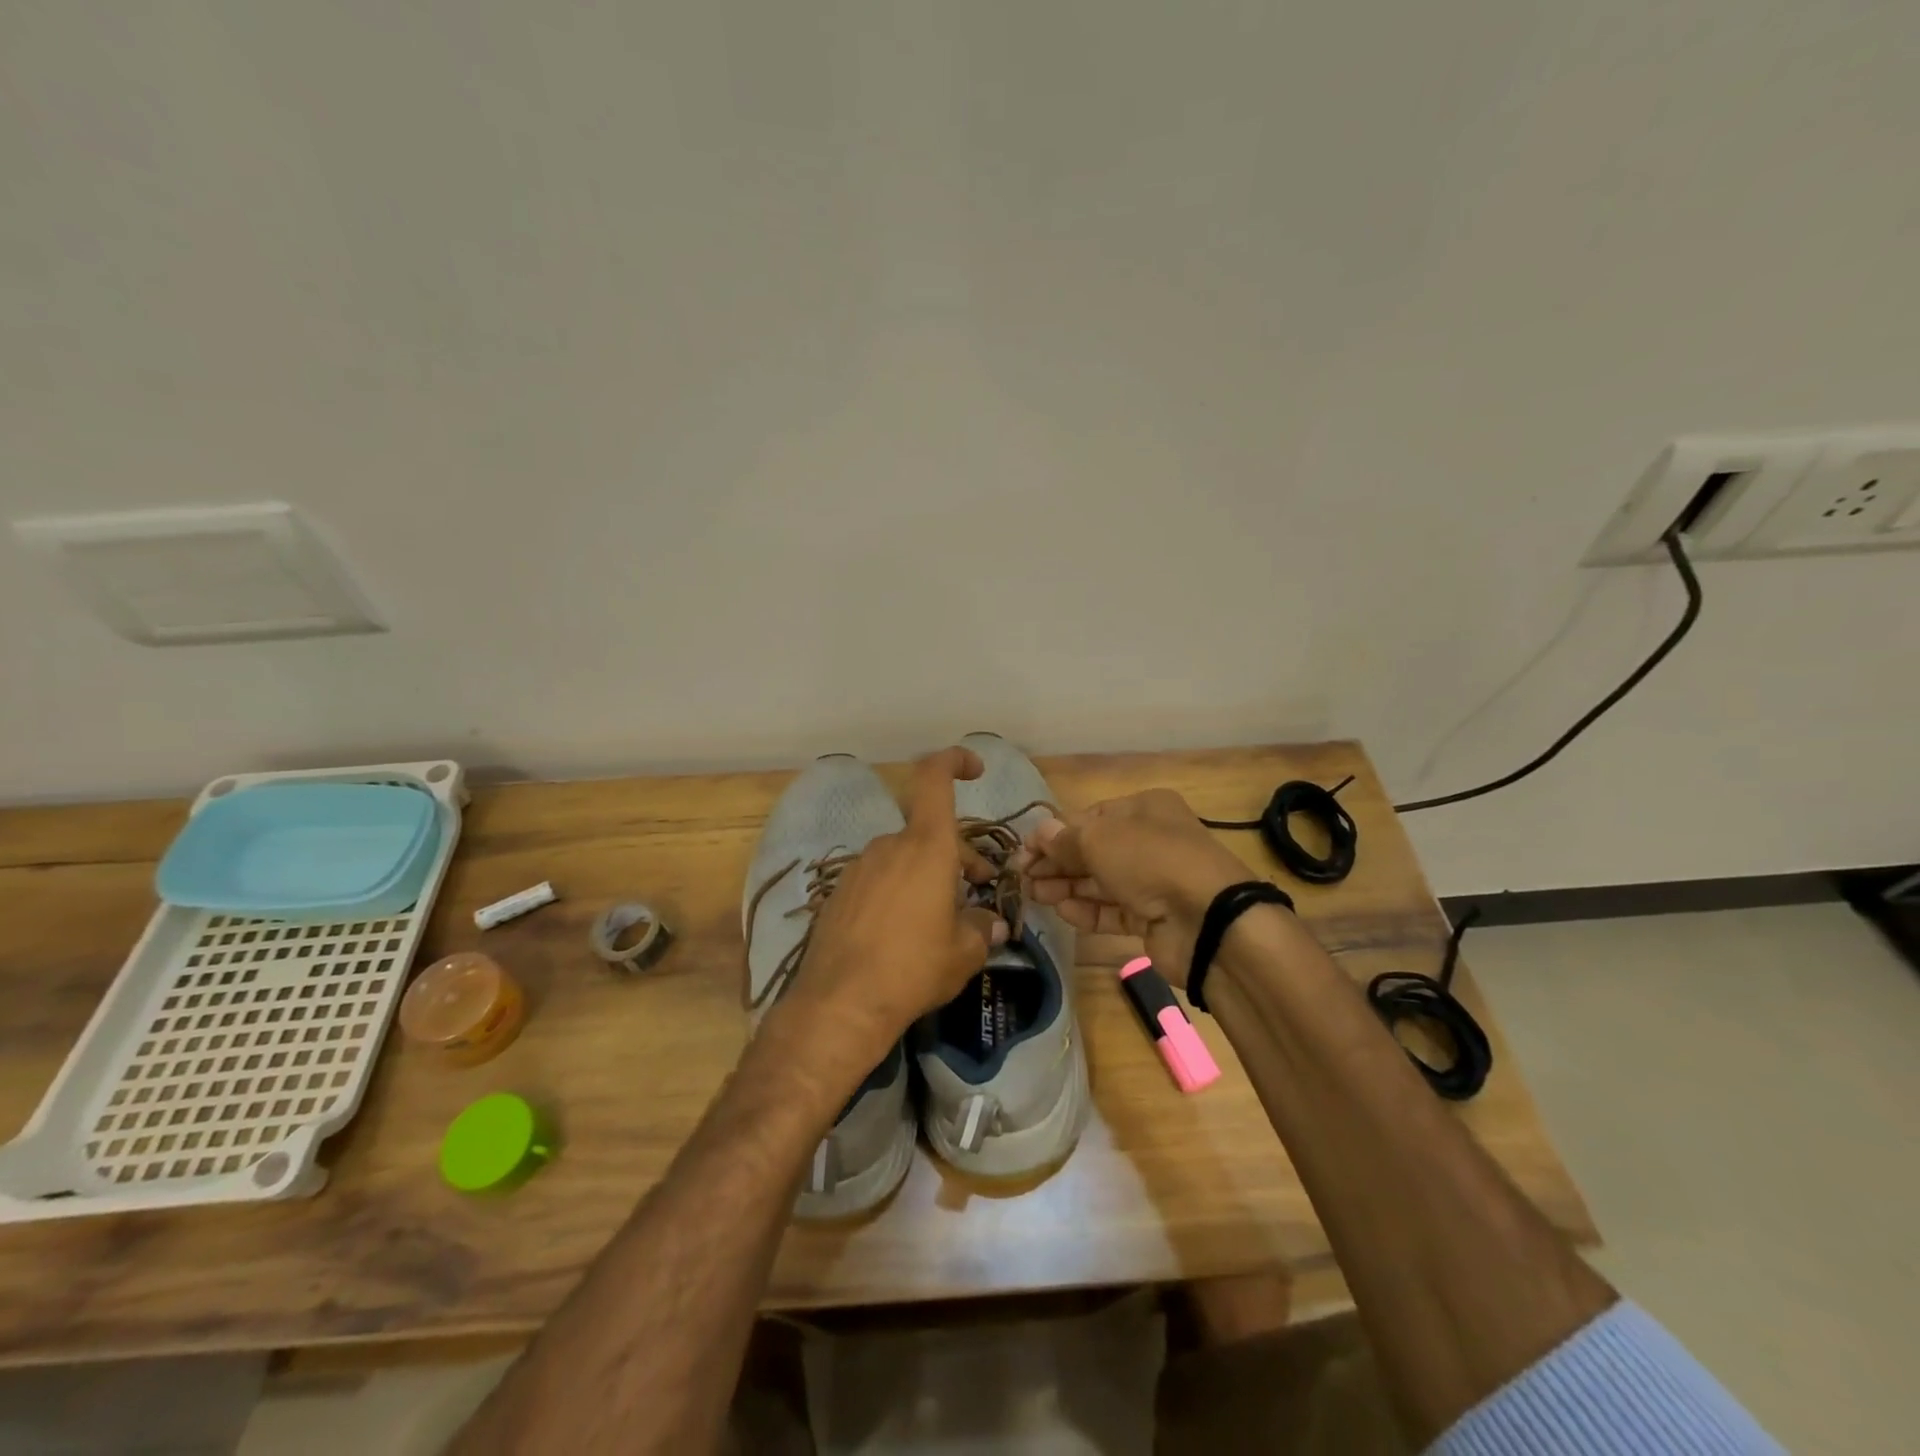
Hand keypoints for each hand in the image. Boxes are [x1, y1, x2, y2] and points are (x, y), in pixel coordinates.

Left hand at [776, 747, 1006, 1068]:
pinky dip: (899, 891)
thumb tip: (992, 924)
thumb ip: (982, 928)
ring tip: (942, 917)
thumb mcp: (964, 952)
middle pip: (929, 832)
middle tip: (978, 887)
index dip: (954, 761)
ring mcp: (860, 868)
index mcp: (926, 847)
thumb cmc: (914, 968)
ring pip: (904, 857)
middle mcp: (890, 847)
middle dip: (957, 854)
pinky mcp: (839, 893)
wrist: (840, 1003)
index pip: (934, 778)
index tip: (975, 770)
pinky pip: (879, 879)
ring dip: (928, 874)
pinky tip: (904, 931)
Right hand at [1014, 789, 1252, 989]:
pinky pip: (1113, 910)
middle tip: (1021, 877)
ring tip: (1033, 895)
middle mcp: (1150, 841)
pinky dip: (1087, 910)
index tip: (1023, 852)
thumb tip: (1038, 833)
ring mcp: (1153, 881)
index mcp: (1144, 809)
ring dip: (1065, 886)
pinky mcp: (1153, 917)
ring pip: (1100, 881)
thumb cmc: (1151, 860)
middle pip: (1092, 850)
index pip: (1089, 818)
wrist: (1208, 920)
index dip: (1054, 834)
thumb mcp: (1099, 839)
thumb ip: (1064, 839)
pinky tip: (1062, 912)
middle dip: (1056, 862)